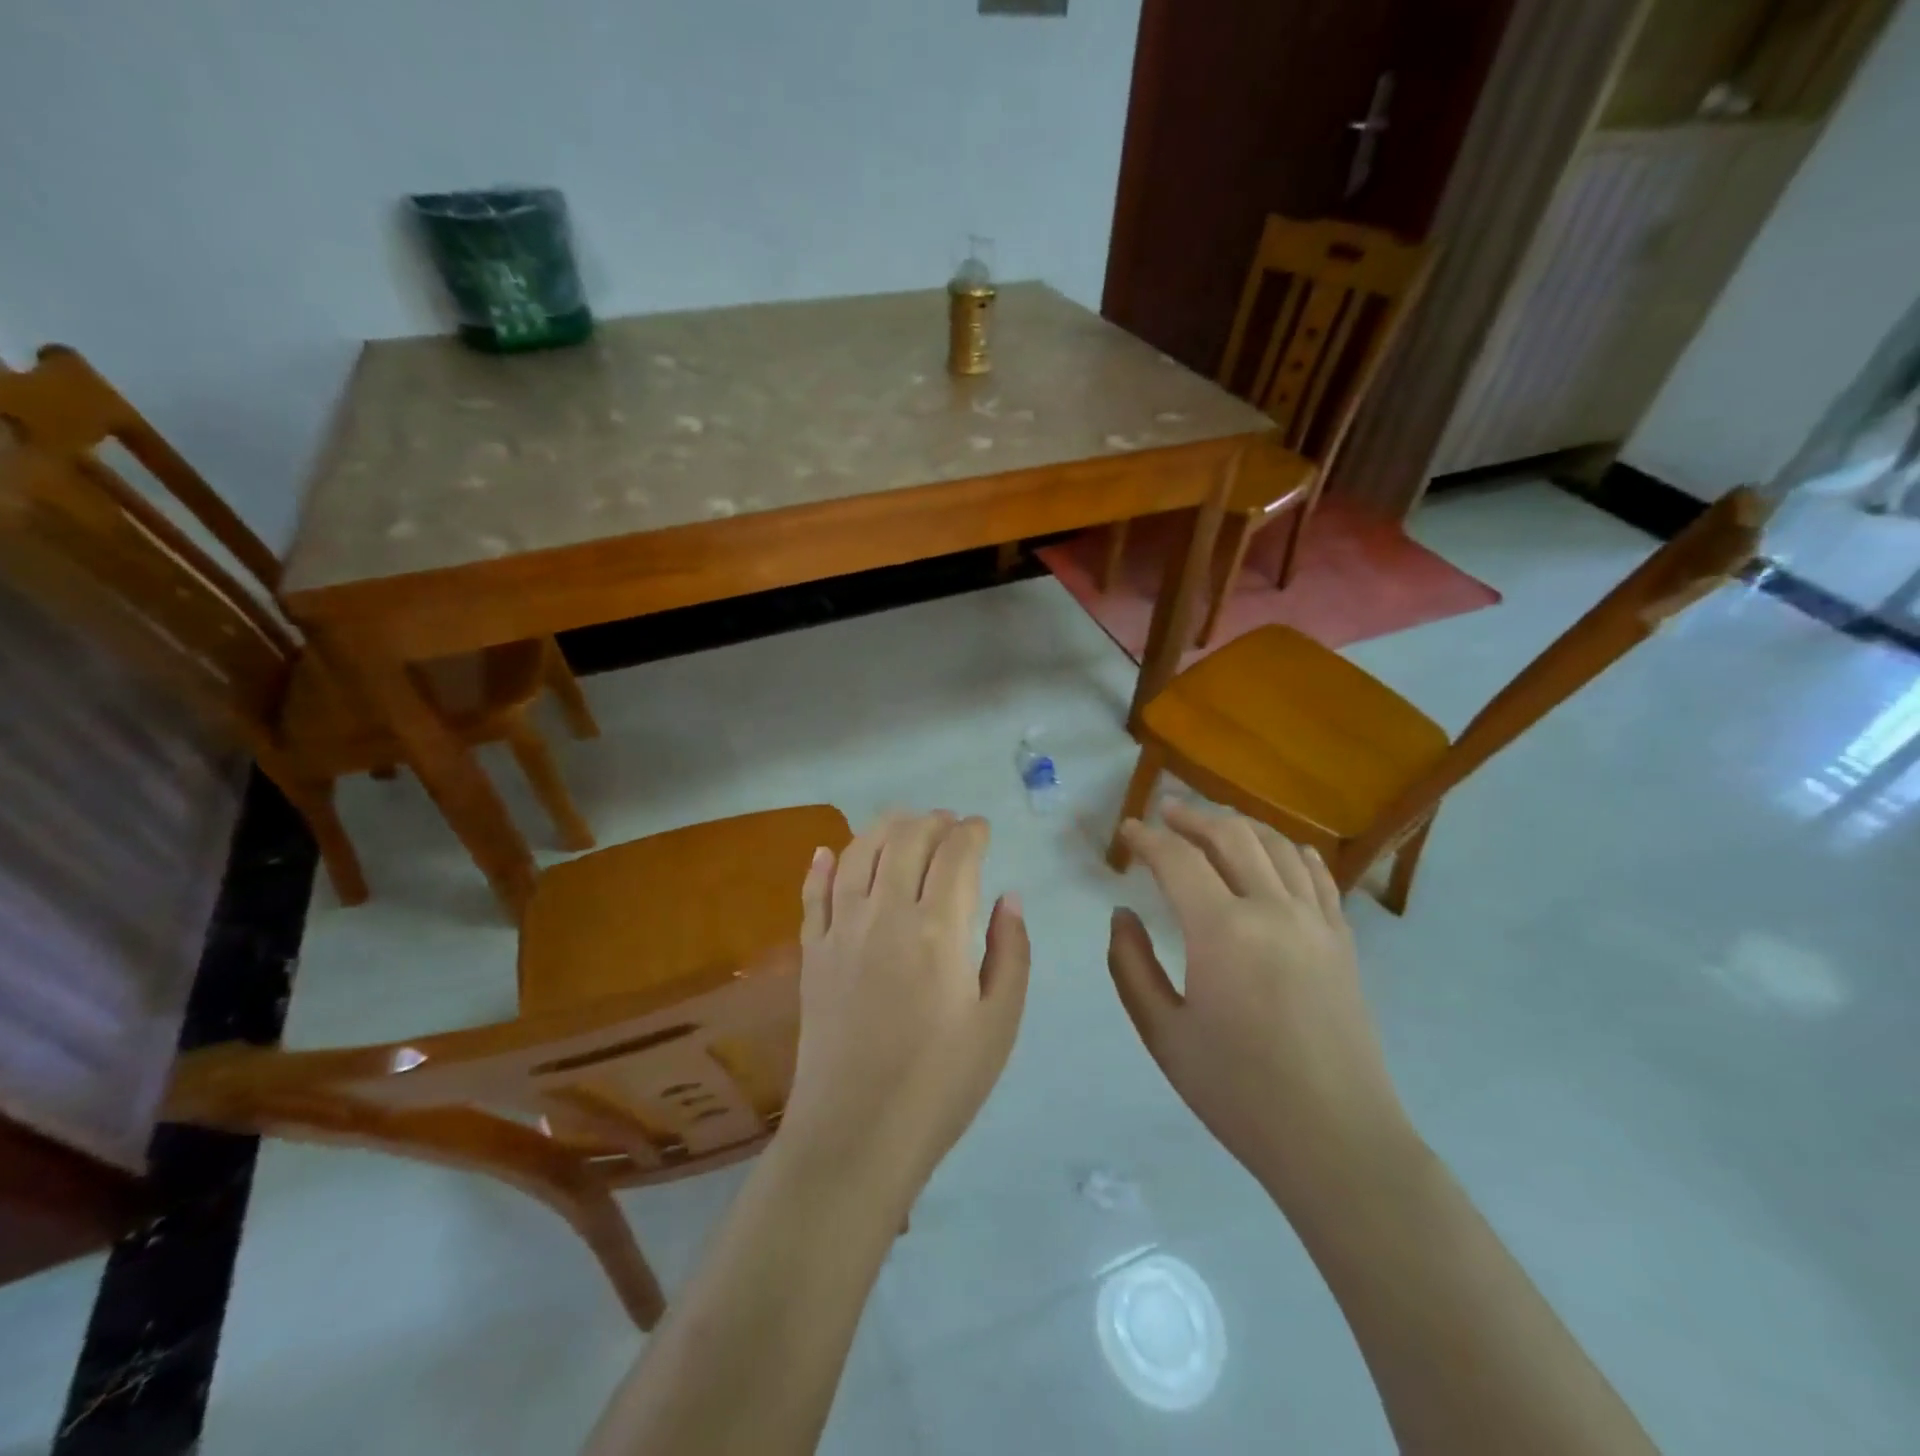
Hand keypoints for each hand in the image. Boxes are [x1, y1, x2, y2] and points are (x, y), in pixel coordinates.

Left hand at [780, 812, 1029, 1202]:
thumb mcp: (999, 1023)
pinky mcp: (812, 953)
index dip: (972, 832)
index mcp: (939, 929)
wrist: (856, 1133)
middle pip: (906, 840)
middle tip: (948, 823)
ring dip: (882, 828)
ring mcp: (841, 930)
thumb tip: (1008, 897)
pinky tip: (825, 850)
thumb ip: (1010, 952)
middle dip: (931, 822)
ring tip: (902, 821)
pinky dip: (820, 865)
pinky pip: (812, 894)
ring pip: (857, 854)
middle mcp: (886, 914)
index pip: (956, 855)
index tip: (982, 828)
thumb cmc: (941, 1084)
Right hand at [1108, 801, 1416, 1212]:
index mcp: (1223, 932)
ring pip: (1277, 844)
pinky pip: (1316, 872)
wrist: (1337, 1140)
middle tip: (1163, 813)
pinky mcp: (1342, 939)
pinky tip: (1272, 853)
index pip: (1177, 860)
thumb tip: (1122, 915)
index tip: (1126, 832)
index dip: (1146, 839)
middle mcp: (1273, 910)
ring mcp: (1316, 921)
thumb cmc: (1239, 1093)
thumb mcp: (1163, 1034)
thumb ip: (1131, 966)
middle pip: (1231, 835)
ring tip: (1210, 824)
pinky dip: (1287, 849)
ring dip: (1238, 824)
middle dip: (1192, 816)